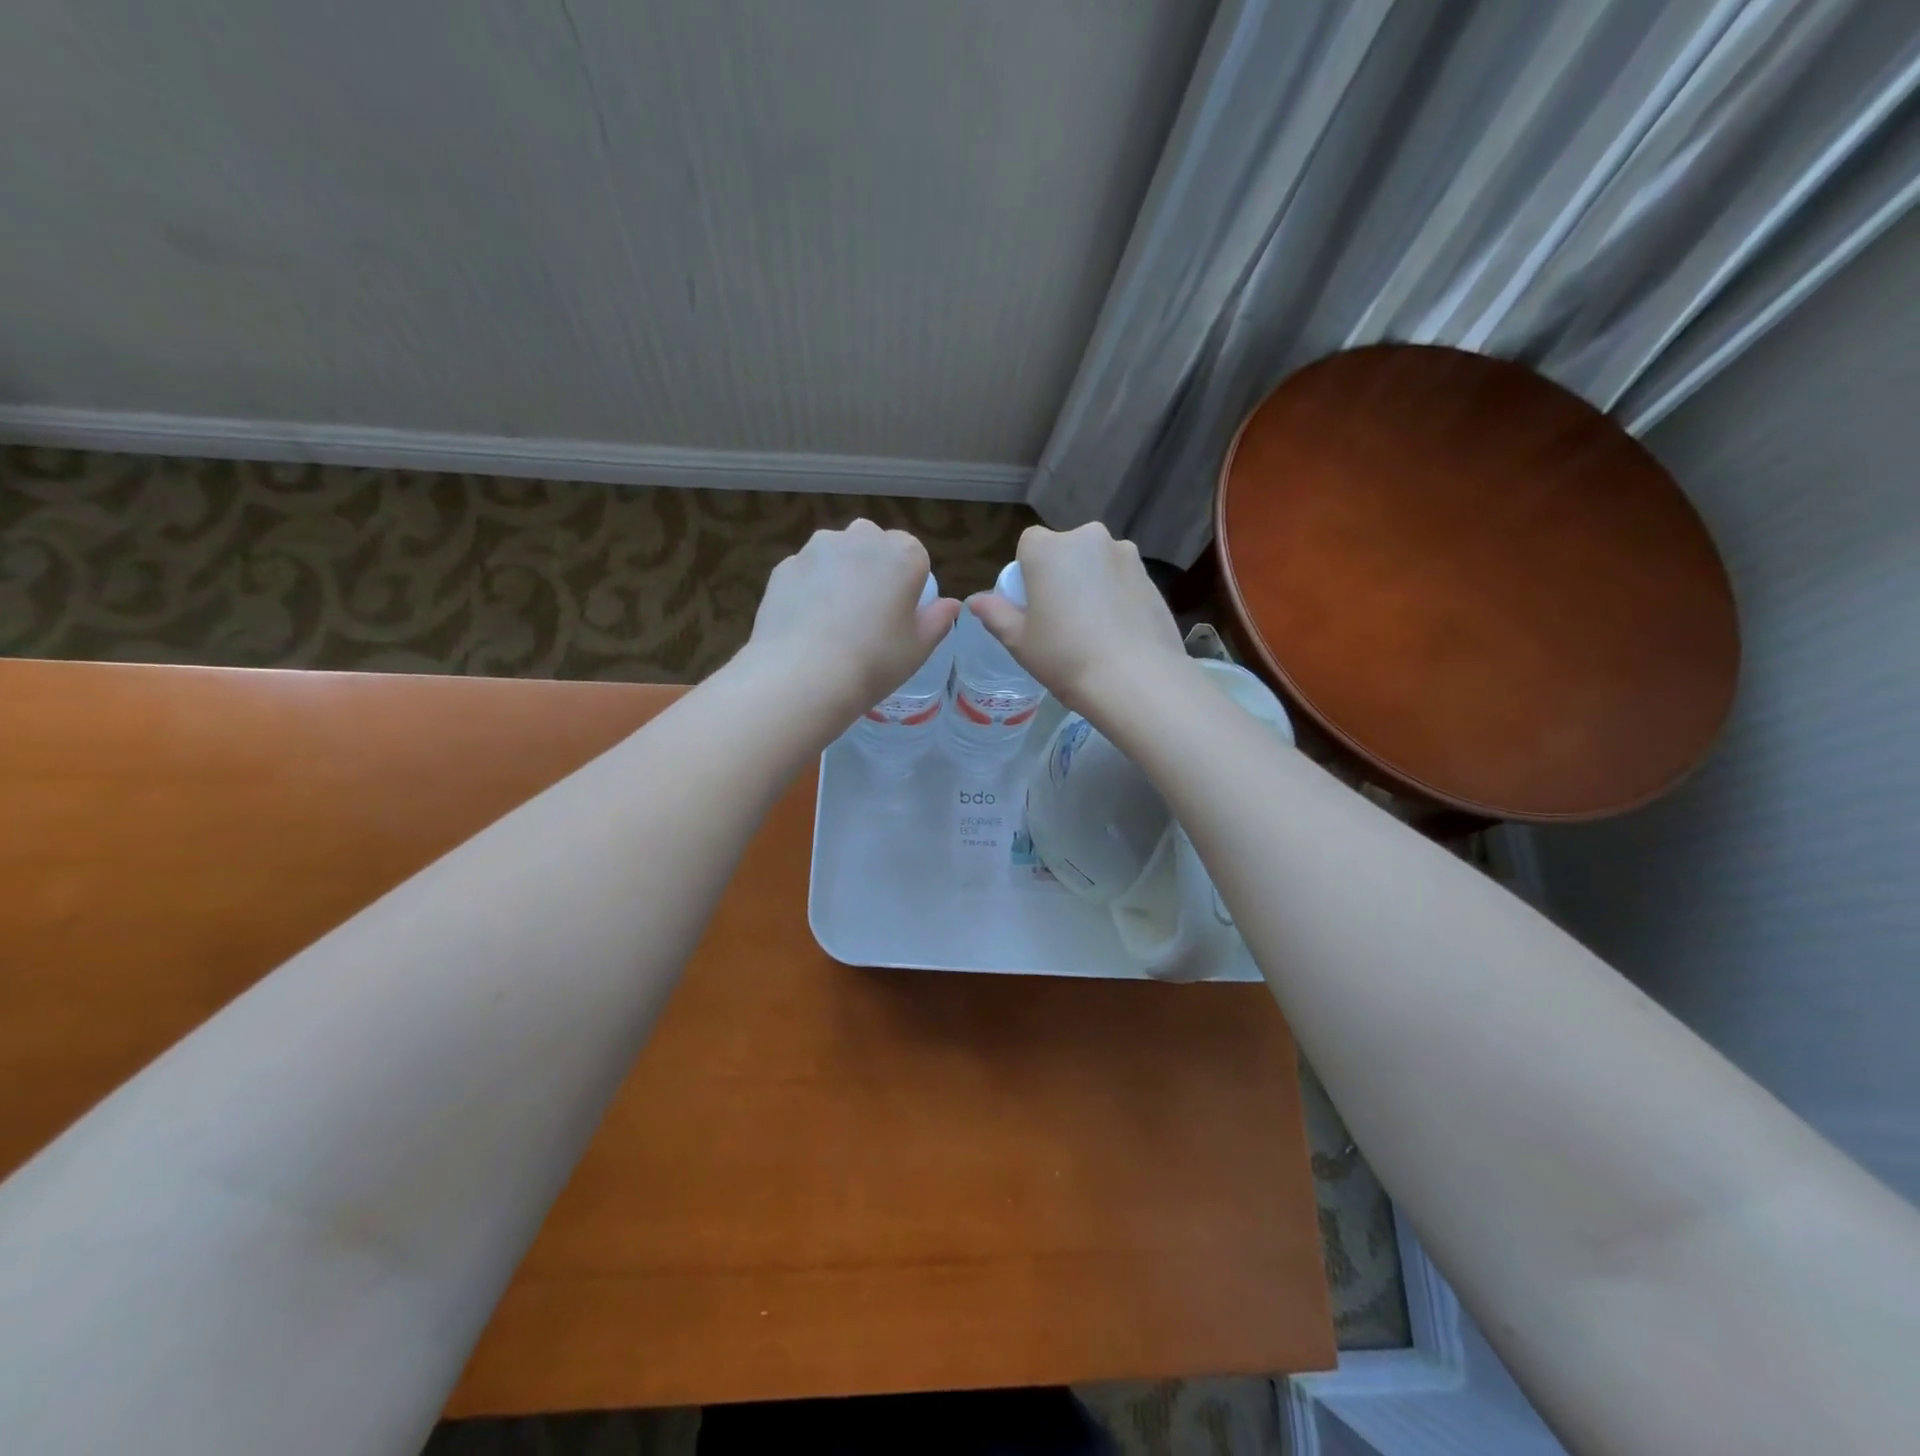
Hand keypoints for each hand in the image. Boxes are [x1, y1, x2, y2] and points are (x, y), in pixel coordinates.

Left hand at [740, 520, 960, 724]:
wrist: (802, 675)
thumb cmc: (874, 661)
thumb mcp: (918, 649)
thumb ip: (938, 620)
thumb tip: (950, 604)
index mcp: (902, 554)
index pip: (915, 554)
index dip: (909, 582)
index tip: (901, 612)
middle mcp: (860, 538)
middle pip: (873, 543)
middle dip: (873, 567)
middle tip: (869, 612)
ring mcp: (817, 549)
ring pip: (835, 552)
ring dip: (839, 573)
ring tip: (833, 618)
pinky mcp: (784, 566)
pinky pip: (806, 572)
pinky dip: (809, 588)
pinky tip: (806, 623)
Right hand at [969, 523, 1189, 712]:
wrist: (1136, 679)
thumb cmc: (1066, 657)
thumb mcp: (1019, 641)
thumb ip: (995, 614)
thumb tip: (976, 600)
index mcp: (1049, 548)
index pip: (1029, 544)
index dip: (1028, 573)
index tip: (1033, 605)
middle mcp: (1089, 538)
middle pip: (1066, 550)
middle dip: (1061, 574)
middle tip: (1061, 619)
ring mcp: (1125, 555)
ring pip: (1096, 563)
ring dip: (1090, 583)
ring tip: (1093, 628)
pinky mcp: (1151, 576)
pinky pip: (1121, 580)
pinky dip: (1116, 596)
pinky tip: (1117, 631)